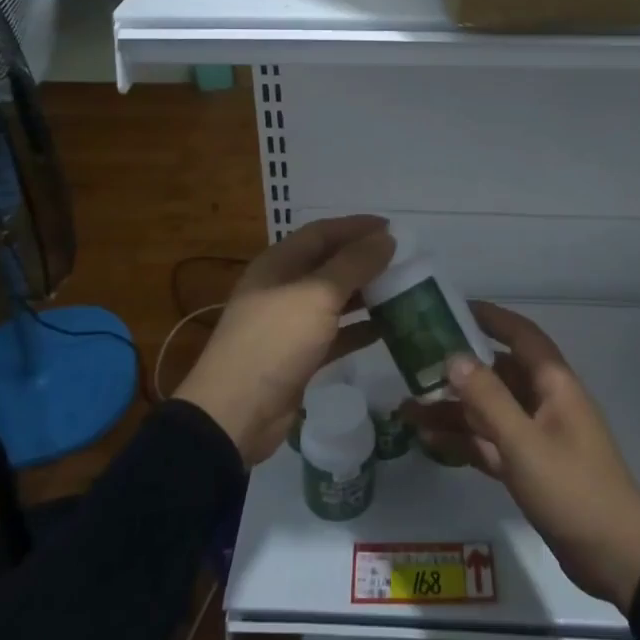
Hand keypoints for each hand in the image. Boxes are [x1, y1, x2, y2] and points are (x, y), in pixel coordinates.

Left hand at [174, 216, 393, 464]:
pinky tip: (388, 329)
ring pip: (334, 299)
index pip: (322, 232)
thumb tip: (386, 238)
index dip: (356, 227)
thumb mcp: (317, 295)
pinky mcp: (299, 356)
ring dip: (366, 294)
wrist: (236, 413)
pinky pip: (335, 333)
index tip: (393, 228)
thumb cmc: (275, 341)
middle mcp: (283, 287)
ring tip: (402, 290)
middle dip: (364, 260)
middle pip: (329, 264)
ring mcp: (289, 324)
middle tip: (403, 261)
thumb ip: (354, 264)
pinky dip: (359, 329)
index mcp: (279, 263)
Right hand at [409, 302, 639, 611]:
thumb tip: (453, 356)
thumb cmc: (573, 489)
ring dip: (452, 409)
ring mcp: (536, 436)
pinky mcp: (529, 468)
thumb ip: (488, 398)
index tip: (452, 308)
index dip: (490, 317)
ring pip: (488, 411)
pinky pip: (490, 443)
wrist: (617, 559)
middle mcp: (544, 403)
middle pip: (497, 373)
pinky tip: (428, 440)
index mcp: (553, 384)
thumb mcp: (525, 443)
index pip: (520, 335)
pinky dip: (463, 440)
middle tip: (414, 364)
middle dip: (457, 369)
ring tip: (407, 409)